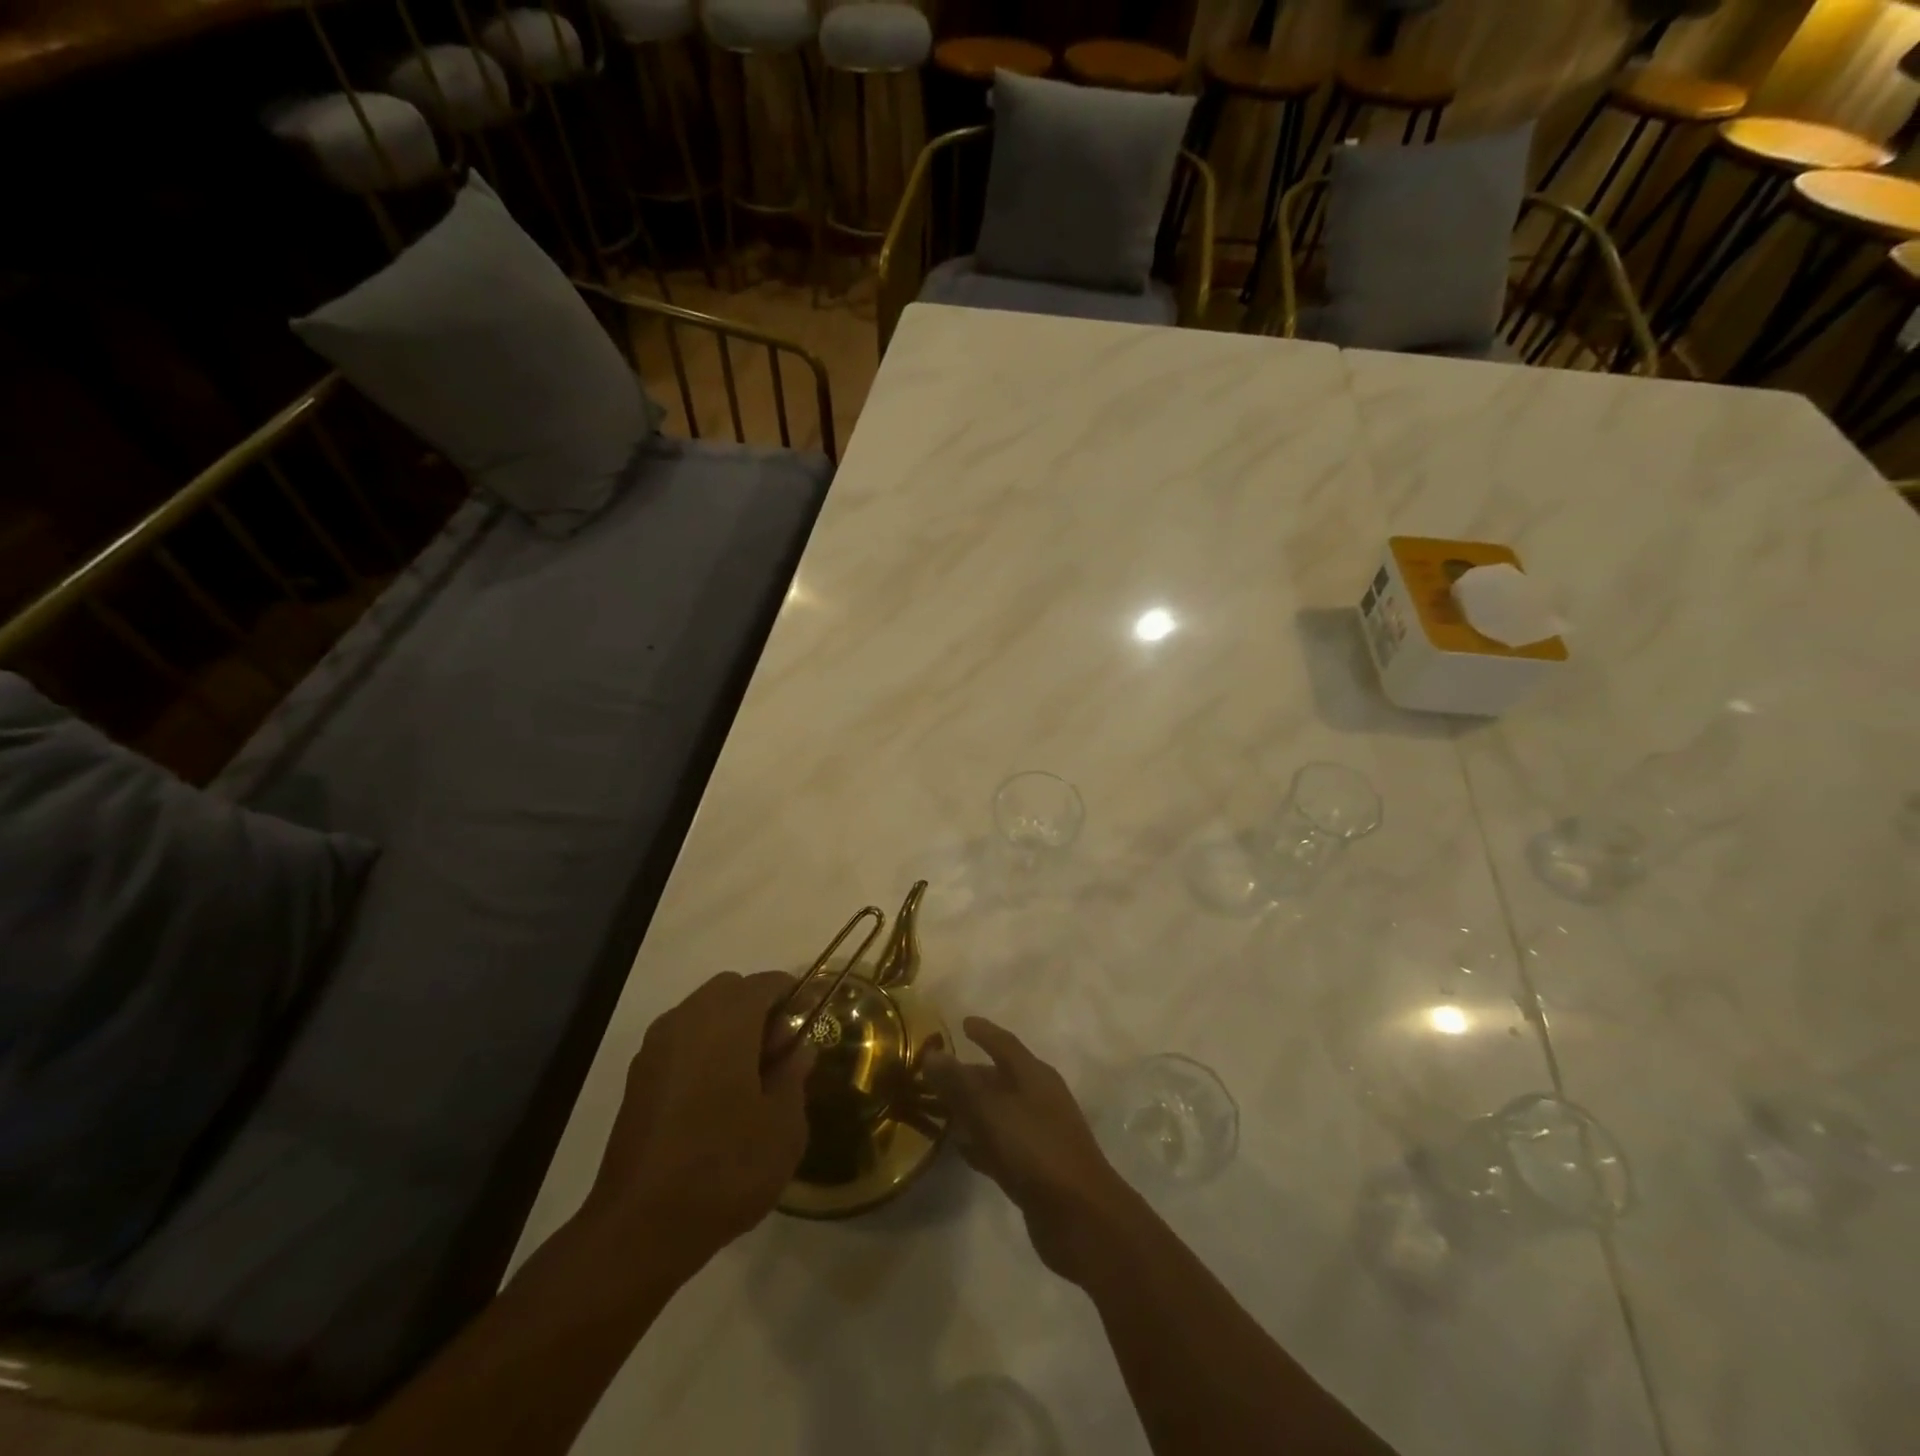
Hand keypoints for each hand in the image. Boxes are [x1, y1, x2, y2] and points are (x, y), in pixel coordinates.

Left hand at [582, 971, 813, 1279]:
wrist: (640, 1228)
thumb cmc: (725, 1168)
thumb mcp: (783, 1126)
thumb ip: (794, 1076)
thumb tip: (797, 1050)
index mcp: (726, 1020)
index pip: (766, 983)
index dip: (795, 995)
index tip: (812, 1021)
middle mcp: (687, 1020)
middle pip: (730, 990)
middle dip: (760, 1010)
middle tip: (780, 1054)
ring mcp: (656, 1049)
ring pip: (702, 1014)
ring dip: (730, 1029)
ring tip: (751, 1080)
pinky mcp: (638, 1079)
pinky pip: (682, 1042)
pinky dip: (704, 1051)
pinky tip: (718, 1099)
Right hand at [922, 1017, 1137, 1282]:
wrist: (1082, 1218)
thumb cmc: (1037, 1151)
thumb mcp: (993, 1112)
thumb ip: (961, 1084)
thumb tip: (932, 1053)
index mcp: (1035, 1076)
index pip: (1005, 1044)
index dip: (984, 1032)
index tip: (962, 1023)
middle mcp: (1038, 1099)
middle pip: (999, 1079)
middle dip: (969, 1075)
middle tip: (935, 1073)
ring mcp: (1038, 1136)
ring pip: (997, 1113)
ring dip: (971, 1110)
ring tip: (938, 1108)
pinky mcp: (1033, 1170)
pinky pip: (999, 1145)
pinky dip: (980, 1142)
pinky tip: (958, 1148)